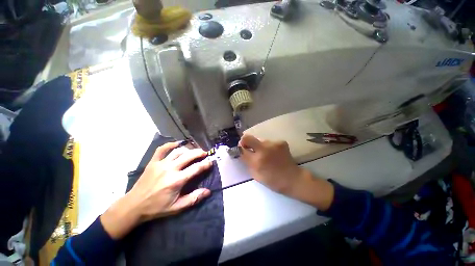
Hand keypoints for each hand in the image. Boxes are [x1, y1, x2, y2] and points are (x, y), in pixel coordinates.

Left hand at [101, 142, 211, 238]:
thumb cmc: (157, 207)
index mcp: (177, 180)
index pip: (196, 168)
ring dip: (188, 150)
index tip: (211, 162)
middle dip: (199, 153)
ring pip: (178, 151)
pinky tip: (177, 144)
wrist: (134, 205)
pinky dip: (170, 144)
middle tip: (205, 153)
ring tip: (194, 151)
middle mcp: (170, 169)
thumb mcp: (177, 207)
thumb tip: (208, 191)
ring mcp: (160, 164)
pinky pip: (162, 149)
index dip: (206, 164)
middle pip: (188, 156)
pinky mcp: (153, 162)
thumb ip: (193, 198)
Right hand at [239, 134, 333, 210]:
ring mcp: (273, 144)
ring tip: (265, 154)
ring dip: (259, 146)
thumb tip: (242, 153)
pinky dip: (268, 147)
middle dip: (244, 141)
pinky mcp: (281, 142)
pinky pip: (269, 142)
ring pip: (259, 140)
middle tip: (248, 147)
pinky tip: (273, 153)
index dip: (238, 149)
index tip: (240, 150)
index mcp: (257, 160)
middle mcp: (263, 149)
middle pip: (247, 137)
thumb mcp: (256, 175)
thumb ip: (247, 163)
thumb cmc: (273, 180)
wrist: (293, 178)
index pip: (241, 149)